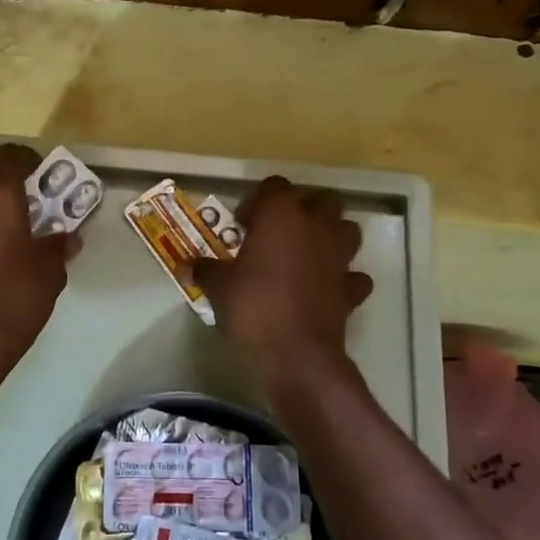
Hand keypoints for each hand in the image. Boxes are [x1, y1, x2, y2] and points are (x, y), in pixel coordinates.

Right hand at [191, 176, 371, 371]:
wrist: (296, 353)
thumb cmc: (253, 306)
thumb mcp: (218, 286)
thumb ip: (205, 270)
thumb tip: (186, 265)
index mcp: (281, 215)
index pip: (275, 186)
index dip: (259, 201)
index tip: (244, 224)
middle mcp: (315, 227)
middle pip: (322, 200)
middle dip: (305, 210)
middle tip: (279, 233)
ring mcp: (339, 258)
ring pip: (347, 230)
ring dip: (331, 237)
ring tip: (306, 255)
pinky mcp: (351, 289)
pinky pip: (353, 276)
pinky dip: (343, 279)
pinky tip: (325, 289)